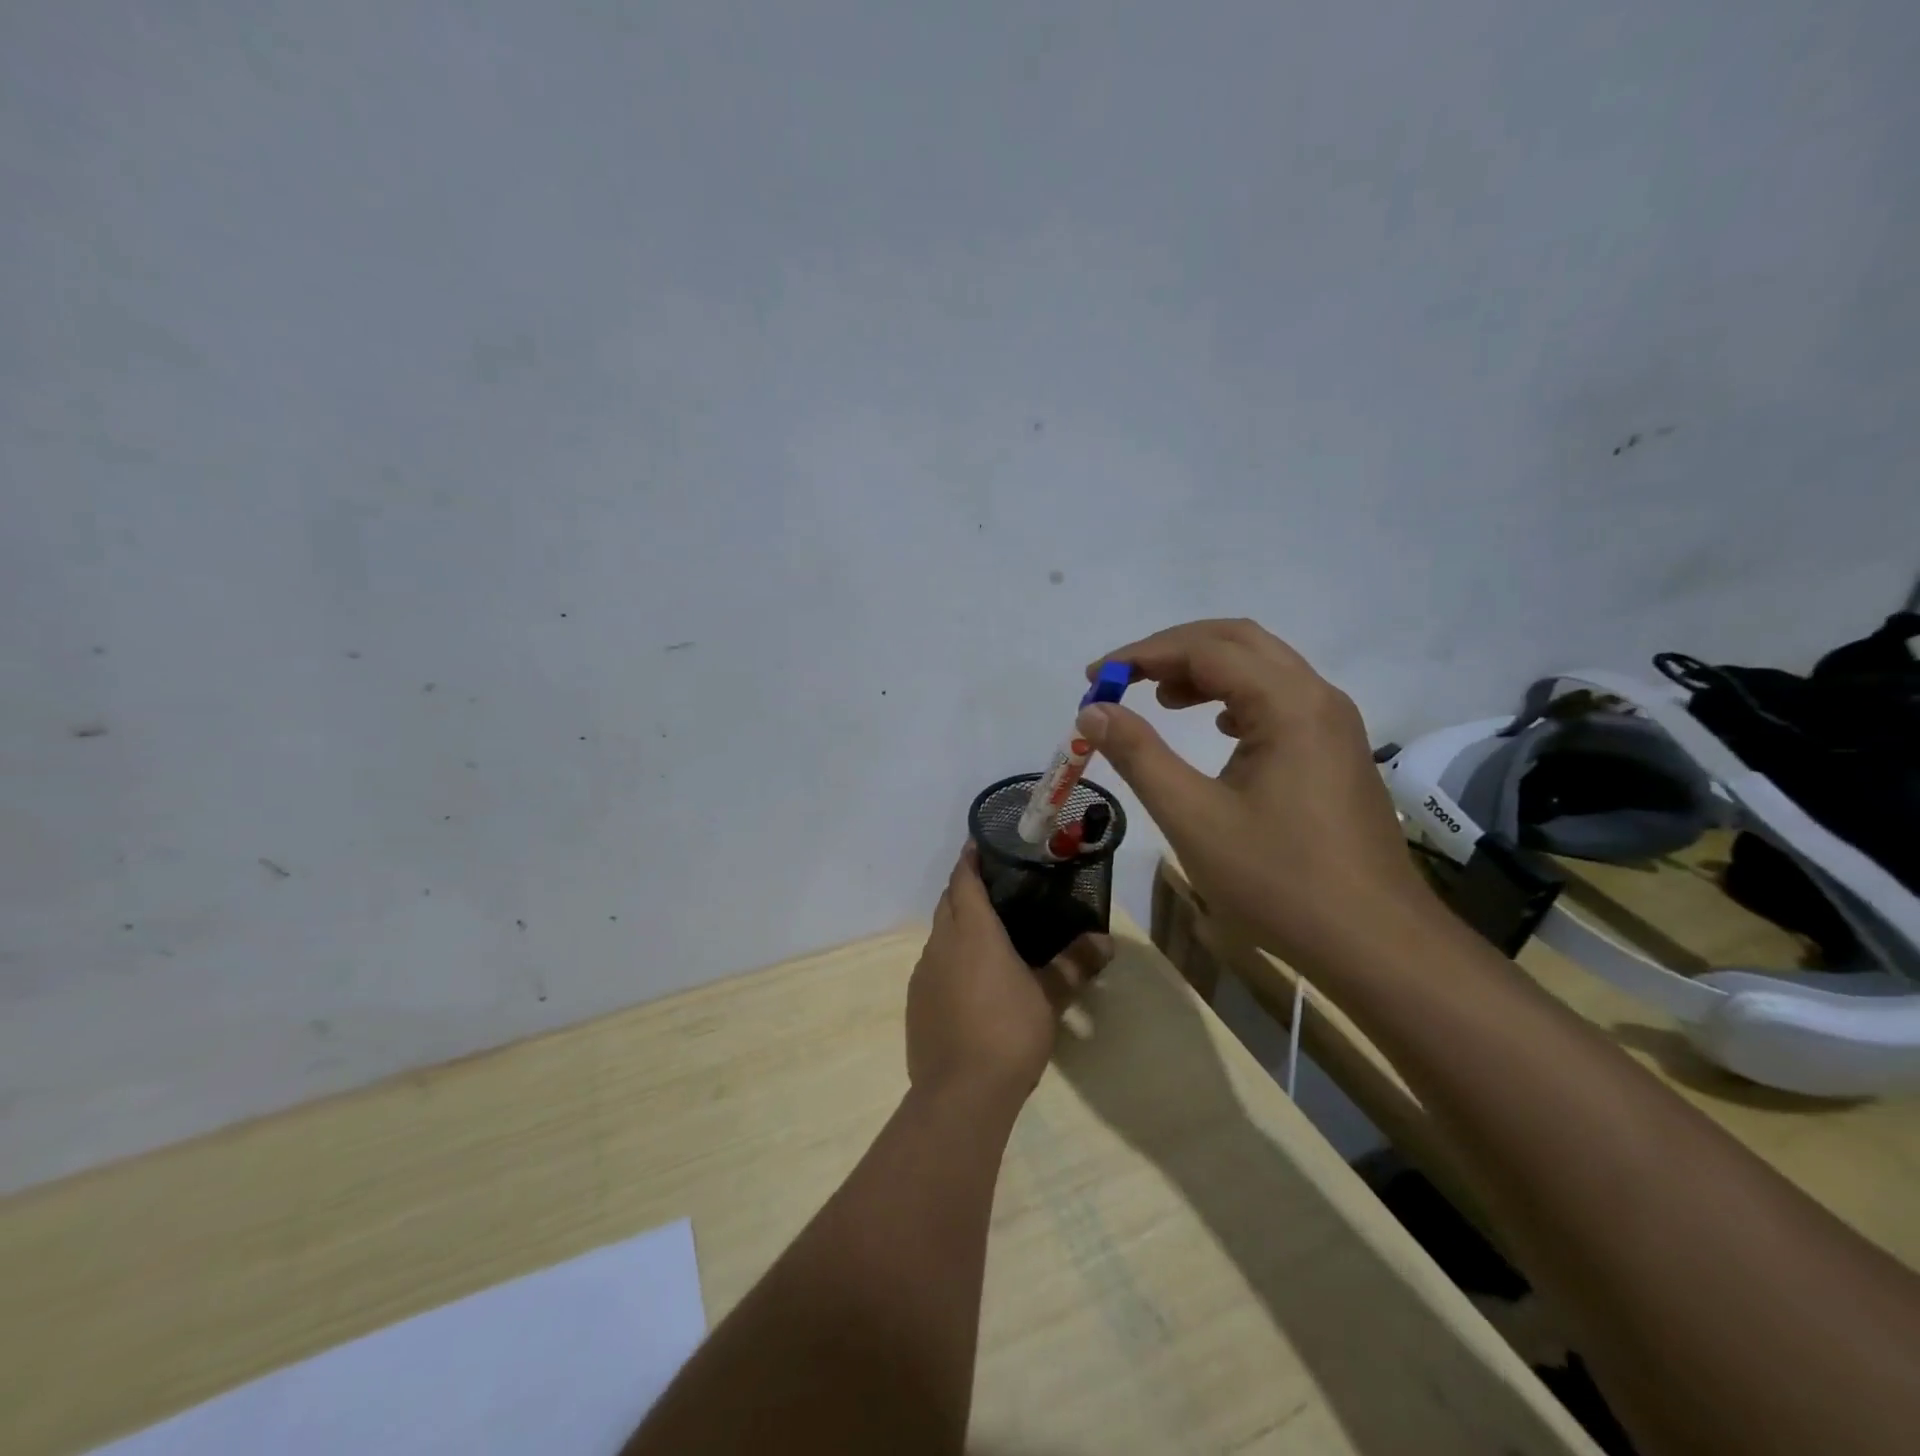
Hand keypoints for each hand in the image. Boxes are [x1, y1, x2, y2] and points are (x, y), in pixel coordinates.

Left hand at [906, 845, 1111, 1111]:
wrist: (960, 1092)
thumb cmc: (1009, 1032)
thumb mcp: (1049, 997)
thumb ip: (1074, 965)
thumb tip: (1106, 941)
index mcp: (972, 930)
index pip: (964, 879)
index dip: (970, 859)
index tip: (980, 845)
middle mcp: (941, 942)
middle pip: (948, 901)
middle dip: (964, 888)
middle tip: (994, 886)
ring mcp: (923, 972)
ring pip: (938, 933)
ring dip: (956, 924)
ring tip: (986, 931)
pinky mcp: (915, 1001)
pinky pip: (932, 964)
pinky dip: (948, 957)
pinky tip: (969, 978)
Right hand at [1075, 619, 1433, 970]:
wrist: (1375, 943)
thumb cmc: (1279, 880)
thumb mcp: (1193, 817)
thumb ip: (1139, 755)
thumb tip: (1093, 711)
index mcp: (1288, 704)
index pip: (1204, 649)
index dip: (1141, 655)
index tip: (1094, 679)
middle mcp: (1318, 698)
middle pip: (1238, 641)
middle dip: (1173, 650)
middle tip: (1122, 678)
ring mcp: (1334, 724)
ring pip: (1262, 668)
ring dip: (1206, 671)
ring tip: (1159, 699)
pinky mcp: (1336, 751)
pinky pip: (1279, 699)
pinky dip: (1235, 697)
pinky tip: (1214, 727)